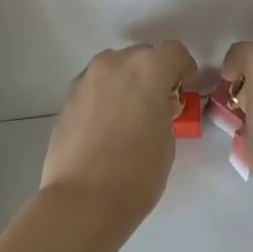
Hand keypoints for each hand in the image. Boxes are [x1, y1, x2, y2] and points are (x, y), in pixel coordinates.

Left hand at [41, 41, 197, 223]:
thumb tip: (156, 106)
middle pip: (142, 55)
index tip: (184, 90)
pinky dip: (105, 96)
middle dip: (153, 73)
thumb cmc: (138, 172)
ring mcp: (87, 78)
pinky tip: (107, 125)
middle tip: (158, 104)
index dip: (183, 69)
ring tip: (130, 114)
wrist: (84, 199)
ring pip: (115, 68)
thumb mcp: (168, 139)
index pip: (174, 52)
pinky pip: (95, 86)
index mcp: (148, 68)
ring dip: (126, 82)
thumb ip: (164, 110)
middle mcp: (115, 63)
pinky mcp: (68, 98)